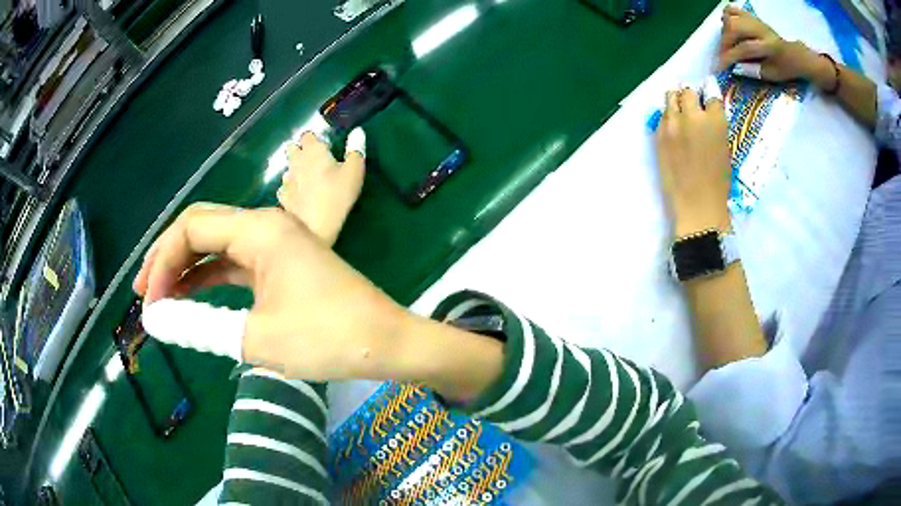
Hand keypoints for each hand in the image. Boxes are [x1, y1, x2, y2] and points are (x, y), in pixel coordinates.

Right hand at [132, 204, 407, 380]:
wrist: (385, 343)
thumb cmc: (327, 338)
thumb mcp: (256, 337)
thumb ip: (201, 327)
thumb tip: (158, 321)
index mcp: (260, 229)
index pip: (192, 228)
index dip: (162, 261)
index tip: (149, 301)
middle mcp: (266, 226)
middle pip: (202, 228)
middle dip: (168, 257)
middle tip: (144, 291)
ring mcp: (274, 245)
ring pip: (217, 246)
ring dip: (186, 268)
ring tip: (160, 296)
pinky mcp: (280, 266)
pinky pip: (235, 264)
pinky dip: (210, 278)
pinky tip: (190, 295)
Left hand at [277, 128, 365, 246]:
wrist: (313, 228)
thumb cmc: (337, 196)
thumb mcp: (353, 172)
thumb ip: (355, 150)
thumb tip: (357, 131)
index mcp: (313, 151)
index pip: (308, 135)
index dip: (314, 139)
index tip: (322, 146)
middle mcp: (296, 161)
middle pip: (292, 148)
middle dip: (299, 150)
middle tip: (312, 160)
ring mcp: (286, 180)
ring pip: (287, 168)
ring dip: (294, 170)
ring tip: (305, 178)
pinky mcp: (283, 198)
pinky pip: (284, 188)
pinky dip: (290, 189)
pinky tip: (297, 195)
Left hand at [656, 81, 730, 236]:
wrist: (697, 205)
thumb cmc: (718, 183)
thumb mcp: (724, 148)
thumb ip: (715, 127)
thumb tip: (707, 114)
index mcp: (715, 121)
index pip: (711, 95)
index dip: (709, 94)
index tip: (708, 95)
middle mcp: (693, 116)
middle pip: (688, 92)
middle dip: (691, 96)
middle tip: (692, 103)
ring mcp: (673, 124)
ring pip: (670, 97)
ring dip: (676, 101)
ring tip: (680, 110)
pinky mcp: (659, 134)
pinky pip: (662, 116)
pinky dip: (668, 117)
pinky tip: (673, 127)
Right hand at [718, 5, 817, 82]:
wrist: (795, 54)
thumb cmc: (785, 68)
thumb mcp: (773, 75)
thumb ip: (755, 71)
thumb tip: (736, 68)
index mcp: (769, 47)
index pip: (745, 49)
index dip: (730, 57)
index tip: (719, 67)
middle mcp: (760, 30)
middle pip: (734, 28)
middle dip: (725, 42)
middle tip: (723, 55)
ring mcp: (755, 21)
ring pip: (731, 17)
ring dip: (725, 31)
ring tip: (727, 44)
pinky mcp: (752, 17)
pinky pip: (733, 9)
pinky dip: (726, 16)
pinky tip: (726, 27)